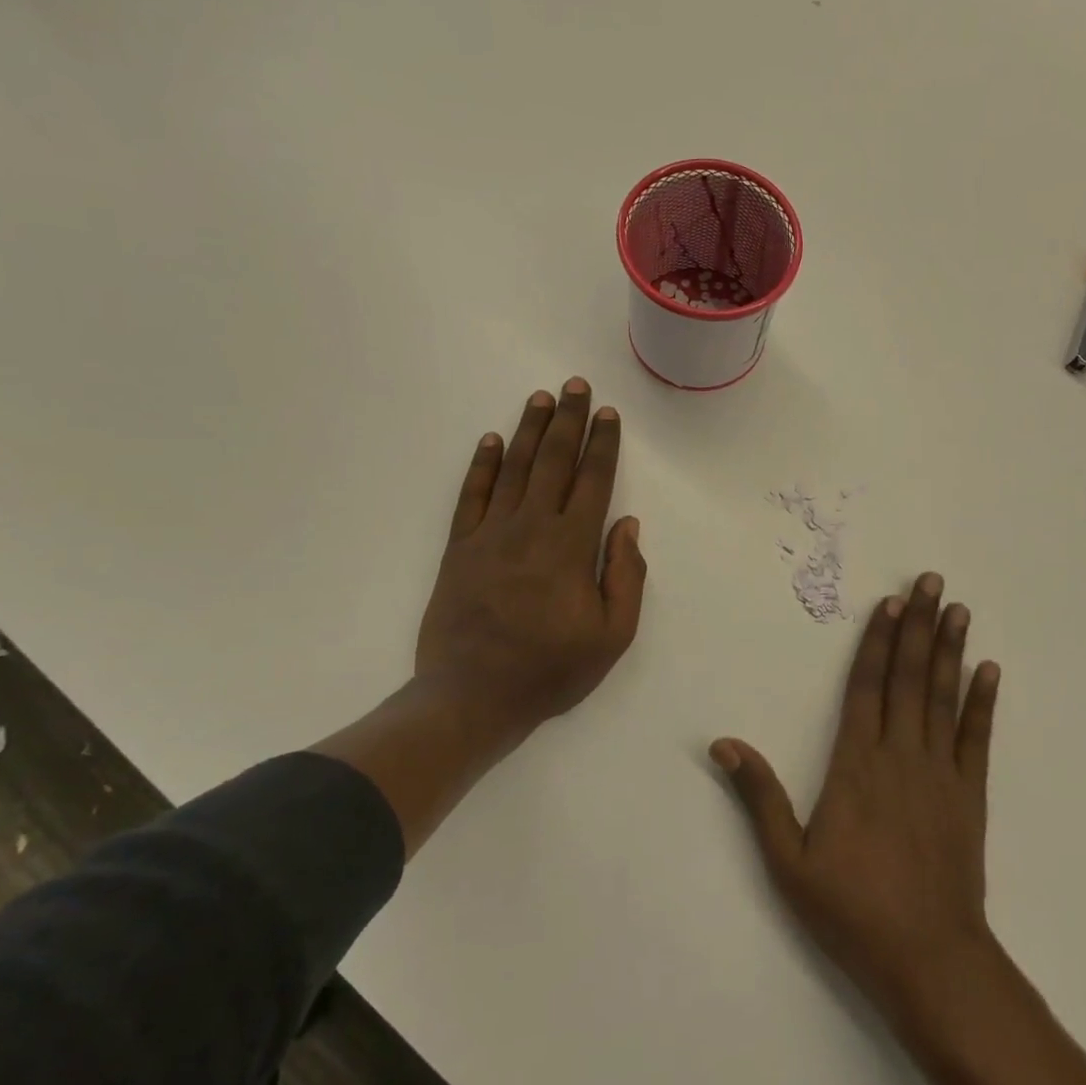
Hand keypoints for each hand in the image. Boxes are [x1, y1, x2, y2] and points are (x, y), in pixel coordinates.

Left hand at [417, 378, 647, 746]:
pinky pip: (471, 496)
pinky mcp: (458, 548)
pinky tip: (492, 441)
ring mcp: (490, 535)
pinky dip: (482, 466)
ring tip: (541, 398)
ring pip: (514, 469)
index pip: (592, 481)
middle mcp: (531, 528)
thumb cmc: (550, 670)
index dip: (602, 444)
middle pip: (554, 462)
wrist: (471, 697)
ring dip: (530, 431)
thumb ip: (625, 575)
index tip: (608, 414)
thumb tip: (626, 524)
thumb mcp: (612, 635)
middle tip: (575, 386)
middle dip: (568, 421)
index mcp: (571, 547)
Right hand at [710, 571, 999, 1018]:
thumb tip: (723, 745)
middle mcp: (900, 754)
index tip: (891, 603)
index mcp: (855, 763)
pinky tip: (988, 671)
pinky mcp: (969, 794)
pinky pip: (976, 738)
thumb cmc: (852, 909)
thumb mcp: (788, 860)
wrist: (928, 958)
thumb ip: (760, 797)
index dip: (878, 641)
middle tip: (932, 582)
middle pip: (909, 677)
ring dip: (951, 650)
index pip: (866, 686)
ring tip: (959, 610)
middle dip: (920, 626)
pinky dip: (983, 702)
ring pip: (943, 697)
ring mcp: (939, 772)